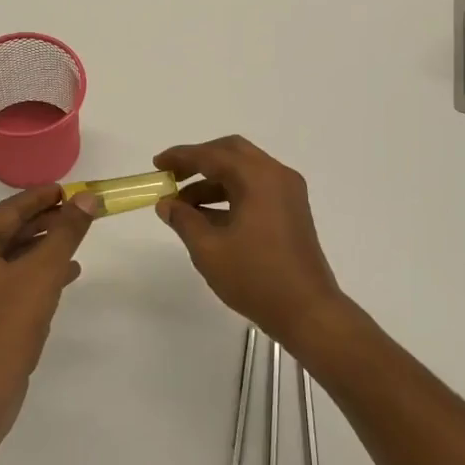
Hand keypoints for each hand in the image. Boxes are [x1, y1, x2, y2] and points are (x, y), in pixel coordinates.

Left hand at [0, 185, 97, 400]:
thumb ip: (66, 231)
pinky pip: (4, 283)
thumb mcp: (44, 272)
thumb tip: (87, 198)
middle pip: (6, 233)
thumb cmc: (7, 324)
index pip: (8, 210)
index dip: (42, 198)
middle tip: (78, 214)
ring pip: (7, 259)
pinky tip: (62, 277)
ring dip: (41, 251)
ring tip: (75, 244)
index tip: (69, 189)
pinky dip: (31, 276)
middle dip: (45, 225)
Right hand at [153, 137, 353, 349]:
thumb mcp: (209, 249)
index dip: (181, 157)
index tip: (157, 165)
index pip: (212, 155)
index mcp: (258, 178)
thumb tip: (166, 204)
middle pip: (232, 153)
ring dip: (213, 181)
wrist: (307, 311)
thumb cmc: (255, 277)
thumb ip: (184, 220)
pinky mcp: (291, 211)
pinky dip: (230, 194)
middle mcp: (276, 176)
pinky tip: (207, 217)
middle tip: (172, 177)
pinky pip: (256, 189)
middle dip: (199, 161)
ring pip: (244, 171)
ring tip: (182, 206)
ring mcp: (287, 193)